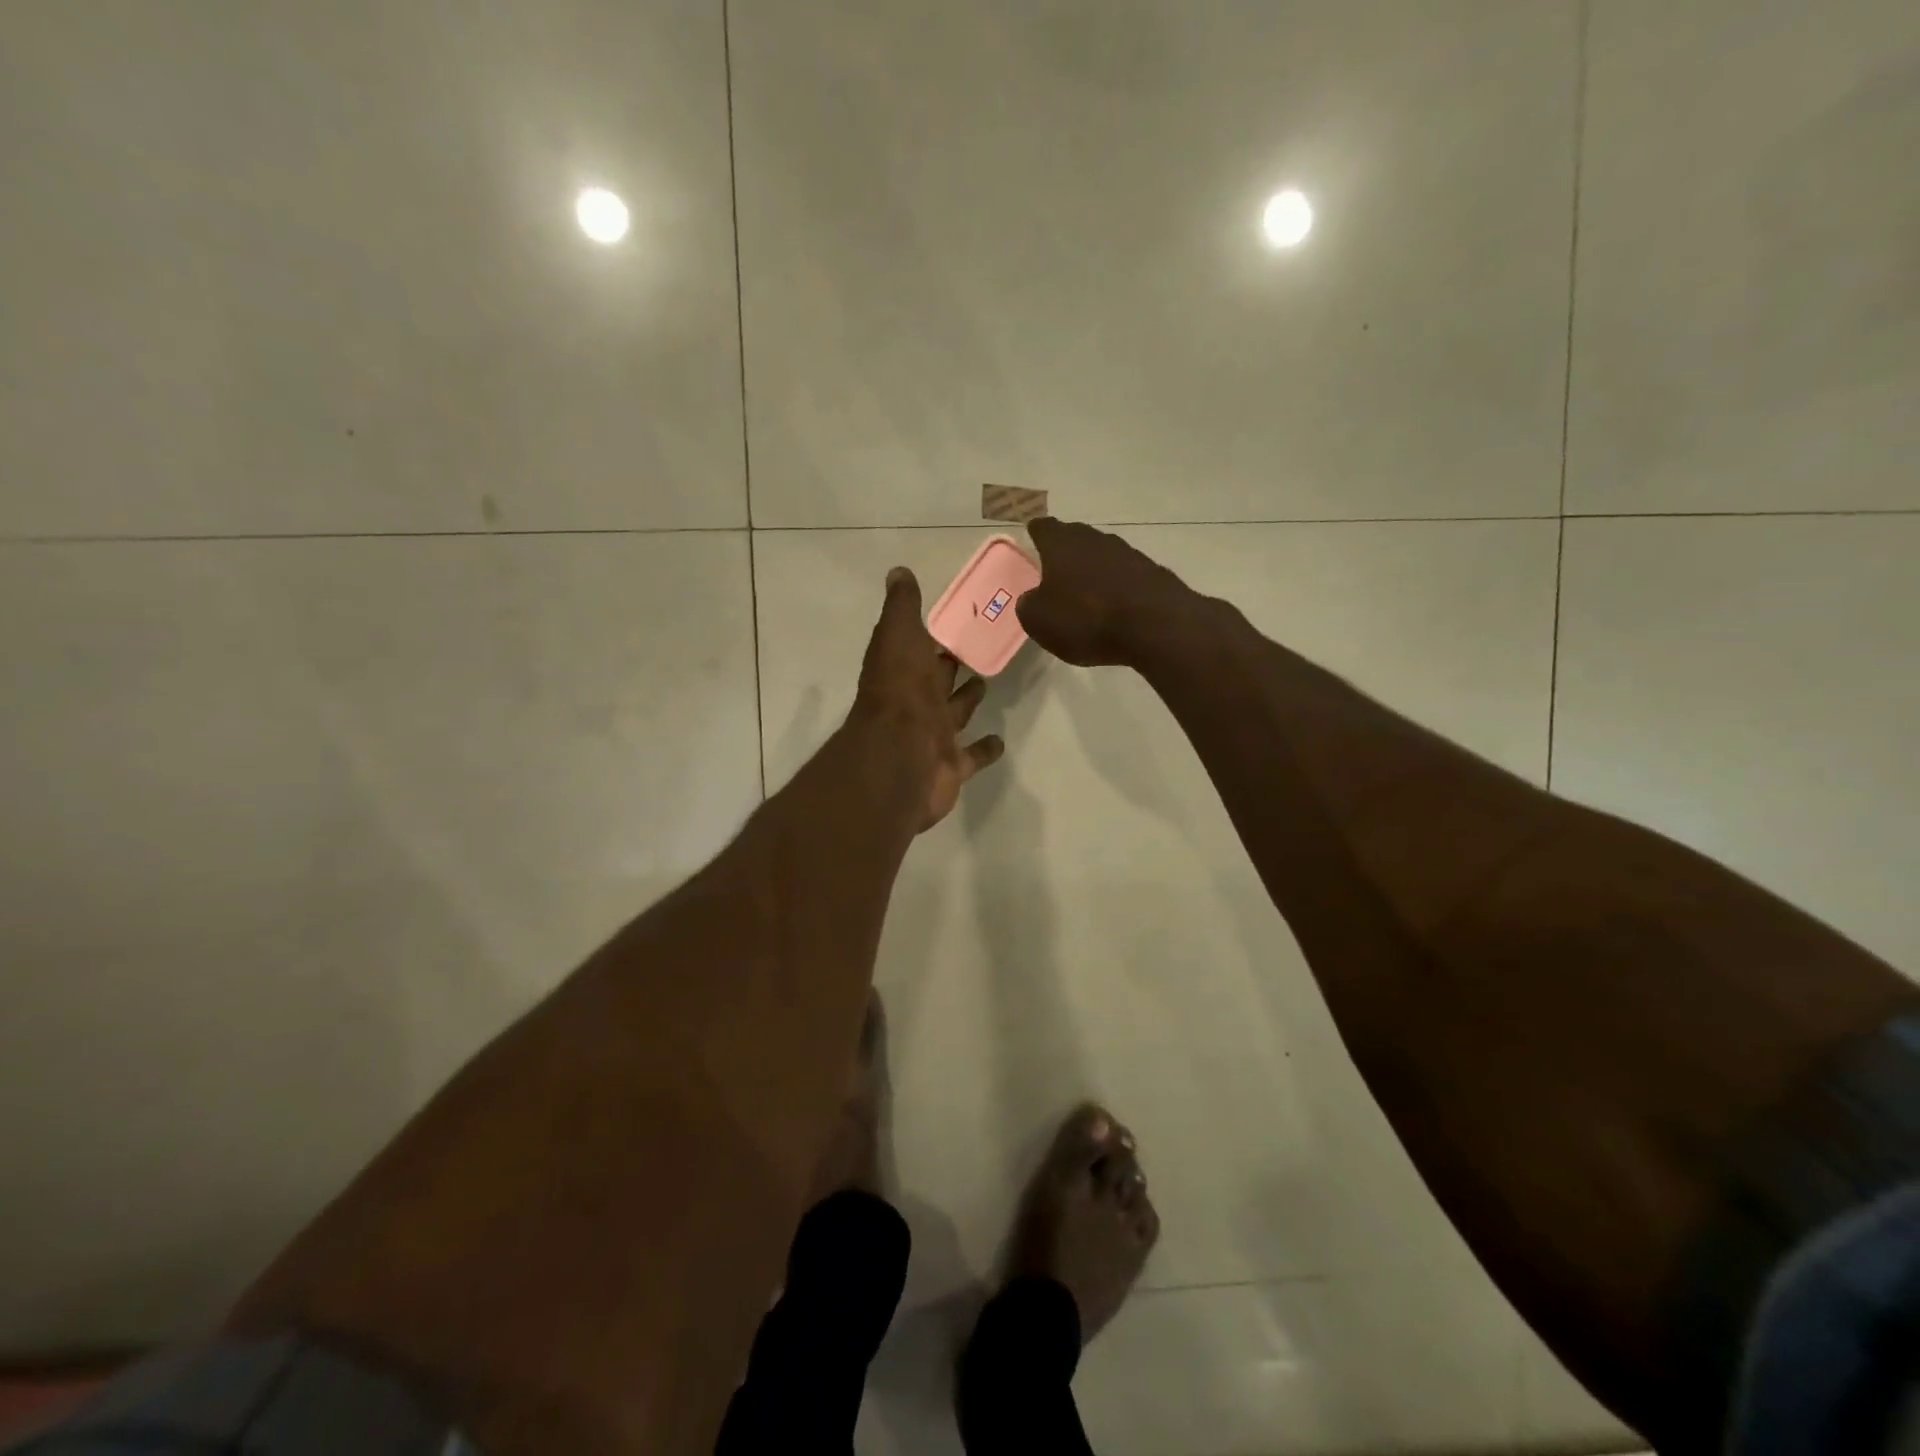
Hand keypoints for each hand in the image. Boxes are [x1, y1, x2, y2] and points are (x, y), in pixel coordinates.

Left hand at [854, 567, 1005, 829]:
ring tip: (987, 682)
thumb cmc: (901, 692)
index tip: (959, 620)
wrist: (900, 756)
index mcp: (905, 670)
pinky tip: (1000, 739)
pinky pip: (972, 756)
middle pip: (938, 680)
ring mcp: (934, 736)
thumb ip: (902, 607)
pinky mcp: (952, 766)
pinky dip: (985, 748)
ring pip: (955, 714)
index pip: (921, 648)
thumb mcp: (898, 636)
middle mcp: (917, 702)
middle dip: (952, 666)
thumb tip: (897, 572)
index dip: (936, 636)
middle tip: (979, 648)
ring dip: (968, 700)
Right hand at [1015, 518, 1197, 666]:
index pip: (1043, 527)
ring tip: (1086, 593)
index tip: (1032, 538)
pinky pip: (1126, 575)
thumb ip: (1029, 605)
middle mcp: (1095, 539)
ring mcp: (1128, 553)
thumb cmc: (1086, 620)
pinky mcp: (1152, 572)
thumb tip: (1032, 598)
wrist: (1155, 626)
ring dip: (1093, 569)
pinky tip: (1116, 607)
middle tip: (1055, 570)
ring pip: (1103, 555)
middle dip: (1065, 551)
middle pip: (1075, 538)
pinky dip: (1117, 586)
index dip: (1036, 533)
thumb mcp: (1040, 621)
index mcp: (1062, 544)